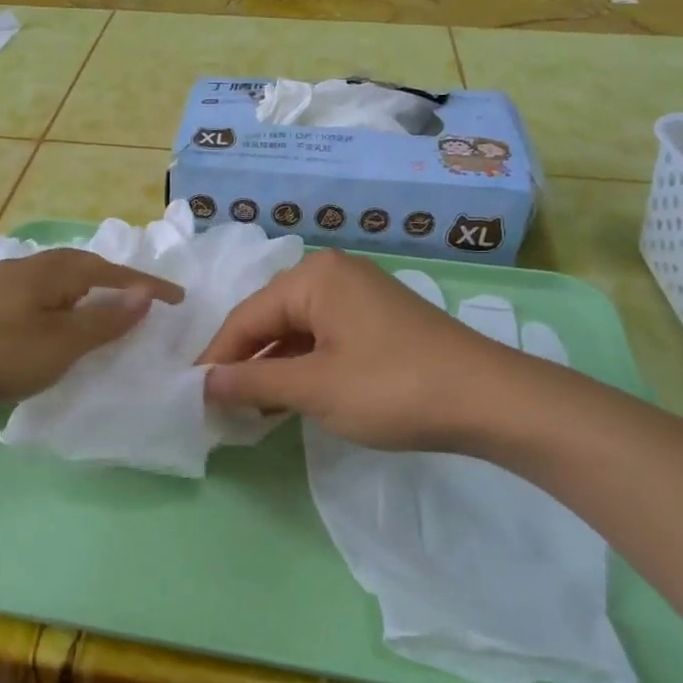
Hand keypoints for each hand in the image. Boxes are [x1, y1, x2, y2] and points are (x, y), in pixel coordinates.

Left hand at [0, 249, 183, 418]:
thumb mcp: (56, 344)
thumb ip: (102, 321)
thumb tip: (143, 295)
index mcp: (54, 272)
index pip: (113, 273)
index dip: (147, 286)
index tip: (178, 298)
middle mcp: (27, 268)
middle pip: (82, 268)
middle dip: (113, 281)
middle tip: (137, 300)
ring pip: (53, 282)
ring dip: (82, 294)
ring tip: (96, 313)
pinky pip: (32, 297)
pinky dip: (54, 307)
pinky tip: (44, 325)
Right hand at [198, 251, 535, 453]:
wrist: (490, 400)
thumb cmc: (392, 388)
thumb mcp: (314, 388)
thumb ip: (253, 382)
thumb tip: (203, 383)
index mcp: (312, 277)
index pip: (245, 318)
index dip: (216, 359)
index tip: (191, 396)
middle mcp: (332, 274)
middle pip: (269, 319)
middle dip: (244, 362)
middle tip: (219, 404)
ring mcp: (359, 295)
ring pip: (296, 330)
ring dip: (273, 368)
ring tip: (249, 408)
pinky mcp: (378, 319)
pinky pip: (324, 337)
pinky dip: (303, 366)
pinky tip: (291, 397)